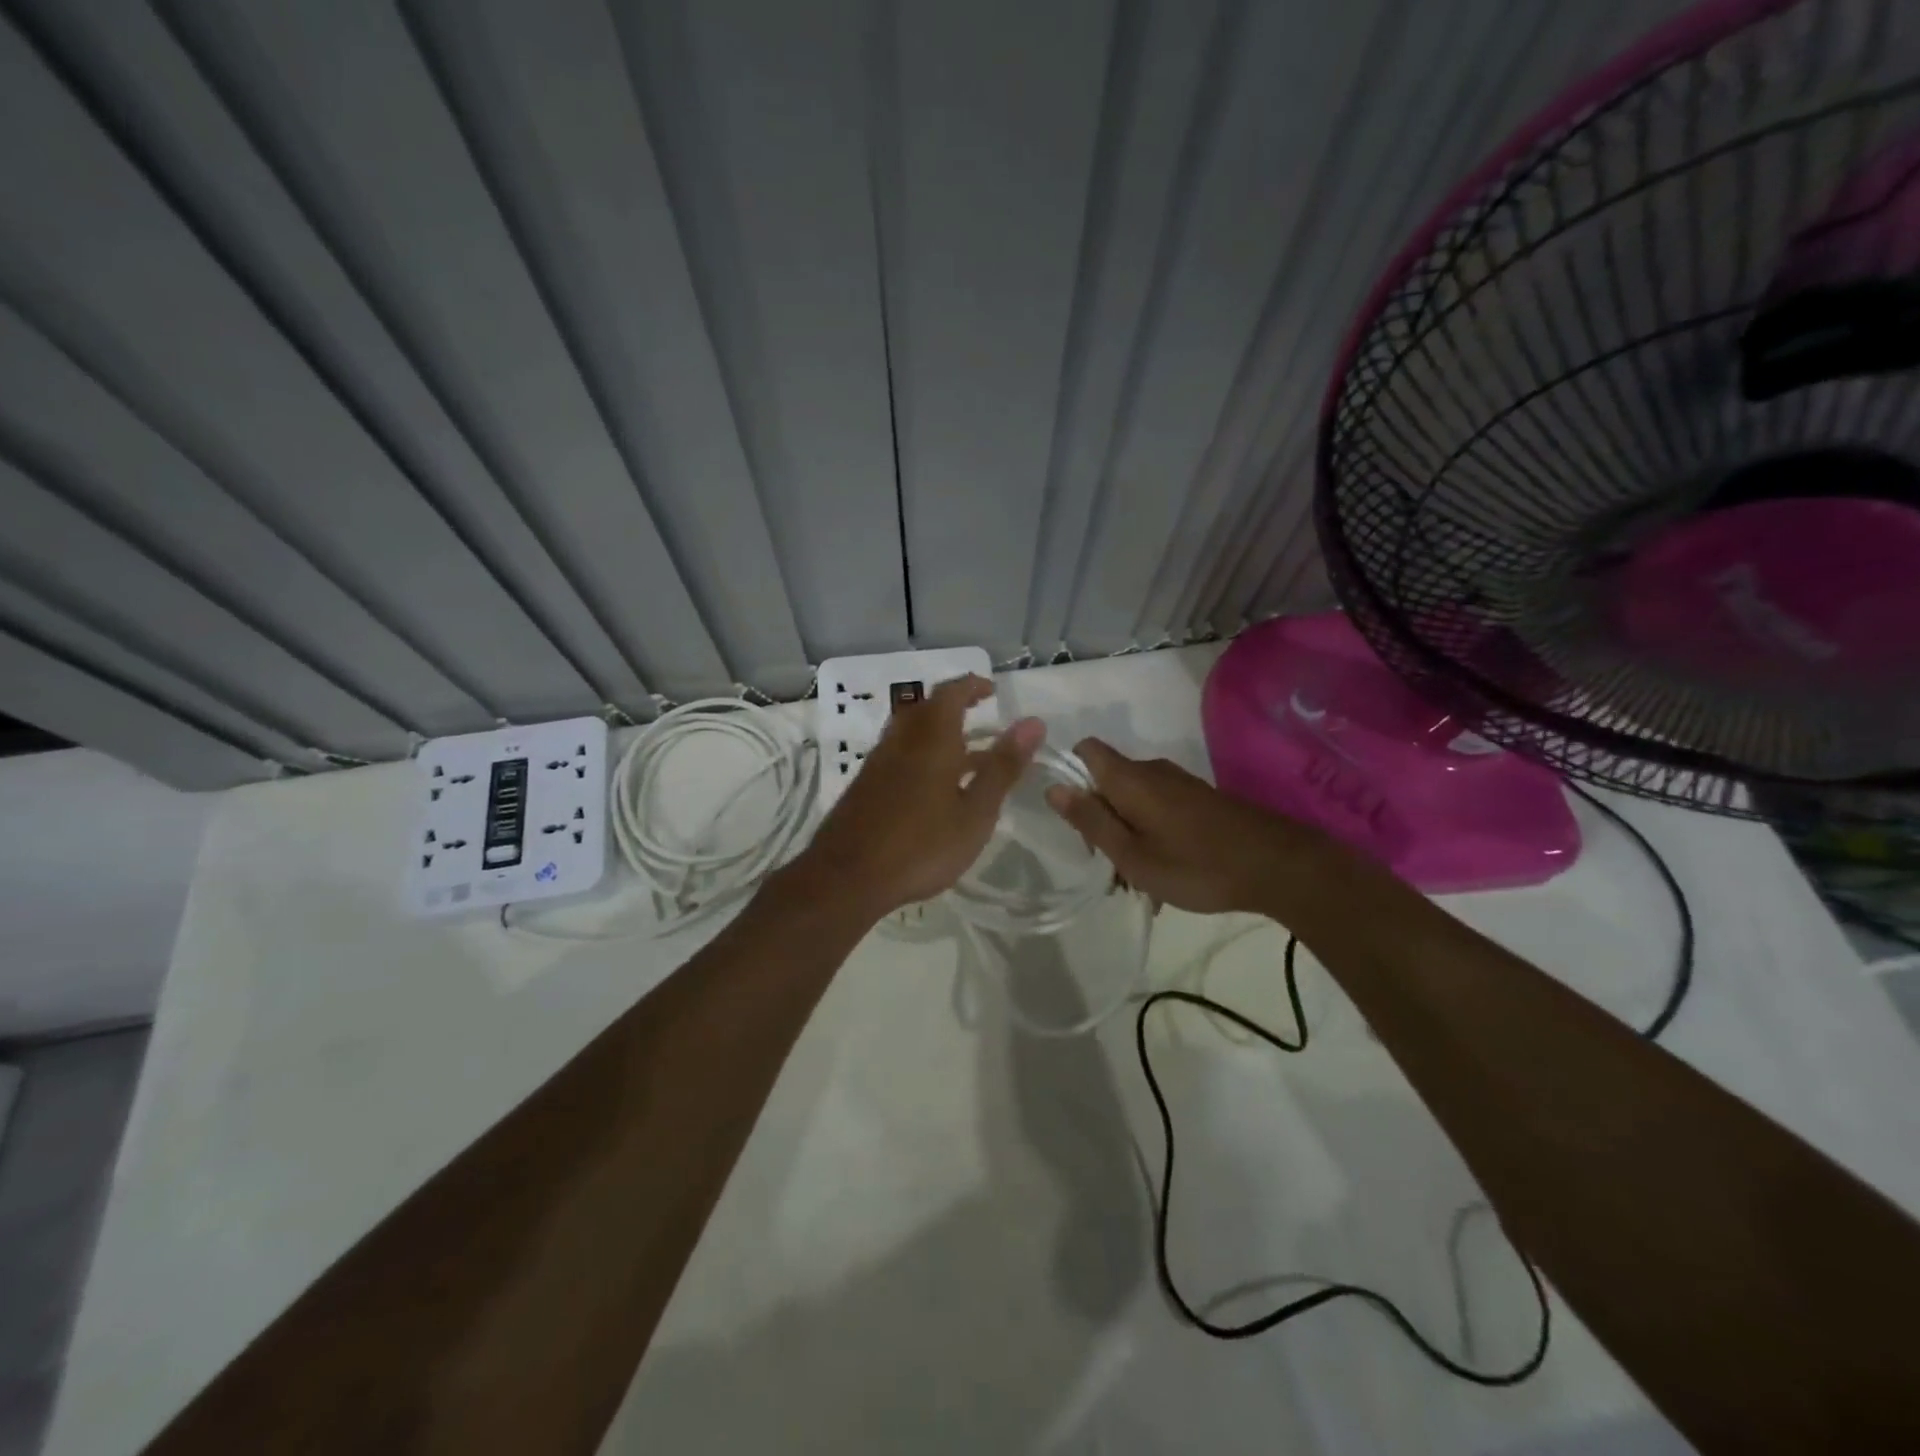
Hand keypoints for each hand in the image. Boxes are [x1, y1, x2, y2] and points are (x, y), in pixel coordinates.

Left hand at [803, 675, 1043, 916]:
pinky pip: (898, 754)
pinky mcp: (865, 786)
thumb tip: (1033, 722)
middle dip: (955, 706)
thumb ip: (1002, 767)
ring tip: (967, 756)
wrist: (846, 878)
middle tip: (981, 717)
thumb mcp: (975, 812)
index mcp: (931, 739)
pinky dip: (922, 755)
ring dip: (938, 732)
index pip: (951, 693)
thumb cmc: (921, 846)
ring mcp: (878, 763)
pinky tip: (935, 787)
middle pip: (926, 708)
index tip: (993, 691)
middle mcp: (901, 741)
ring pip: (910, 732)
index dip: (973, 686)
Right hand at [1045, 739, 1318, 914]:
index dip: (1071, 775)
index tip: (1075, 818)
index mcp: (1129, 779)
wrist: (1278, 866)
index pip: (1086, 750)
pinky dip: (1151, 835)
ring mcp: (1180, 784)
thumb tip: (1053, 786)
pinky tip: (1165, 874)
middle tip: (1110, 869)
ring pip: (1134, 801)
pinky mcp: (1200, 799)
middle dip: (1100, 820)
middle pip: (1108, 782)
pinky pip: (1159, 809)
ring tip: (1139, 883)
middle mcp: (1152, 771)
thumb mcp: (1132, 854)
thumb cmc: (1195, 865)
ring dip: (1127, 835)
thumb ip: (1091, 820)